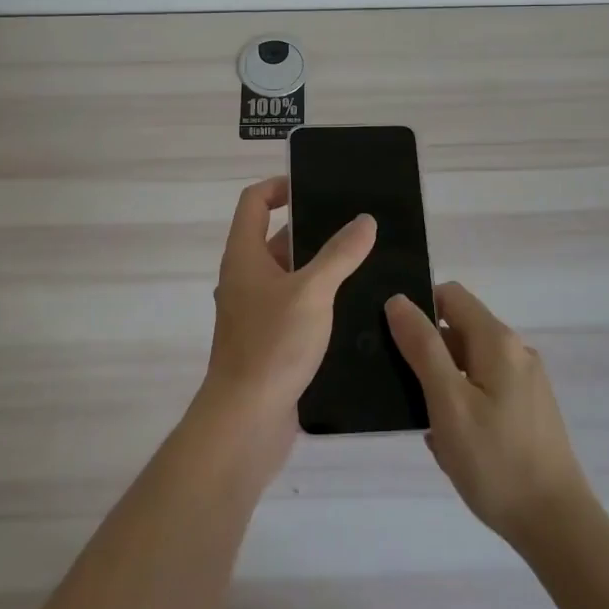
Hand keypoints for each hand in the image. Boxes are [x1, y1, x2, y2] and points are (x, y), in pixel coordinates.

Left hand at [200, 177, 376, 442]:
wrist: (245, 422)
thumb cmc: (272, 345)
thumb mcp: (312, 291)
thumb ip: (340, 254)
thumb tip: (365, 220)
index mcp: (244, 255)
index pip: (254, 201)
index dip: (280, 185)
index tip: (315, 187)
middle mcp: (245, 278)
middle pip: (275, 237)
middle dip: (313, 228)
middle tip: (356, 226)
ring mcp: (255, 312)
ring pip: (290, 276)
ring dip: (320, 267)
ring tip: (365, 262)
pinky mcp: (269, 342)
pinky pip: (295, 308)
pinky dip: (319, 301)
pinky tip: (353, 307)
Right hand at [385, 282, 593, 546]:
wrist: (557, 527)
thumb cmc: (496, 461)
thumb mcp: (448, 402)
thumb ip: (422, 347)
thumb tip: (397, 300)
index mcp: (497, 341)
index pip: (450, 296)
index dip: (418, 308)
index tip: (393, 339)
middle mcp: (516, 352)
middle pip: (459, 330)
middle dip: (428, 354)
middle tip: (405, 393)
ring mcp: (526, 382)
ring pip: (470, 364)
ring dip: (443, 385)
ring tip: (427, 425)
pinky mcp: (529, 410)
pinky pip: (484, 390)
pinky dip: (462, 405)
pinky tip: (452, 444)